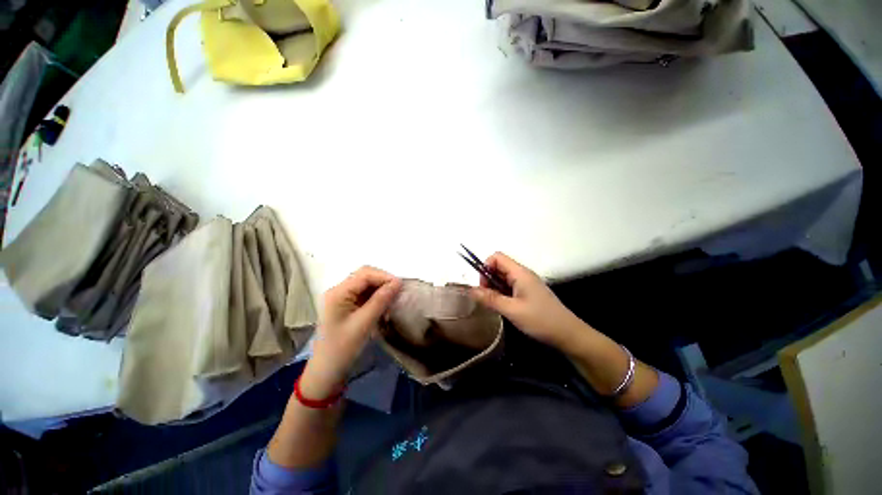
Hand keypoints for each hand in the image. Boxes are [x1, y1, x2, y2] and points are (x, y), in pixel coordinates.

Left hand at [300, 266, 401, 398]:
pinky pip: (364, 295)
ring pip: (366, 285)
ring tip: (391, 302)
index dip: (384, 277)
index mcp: (338, 293)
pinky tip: (383, 308)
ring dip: (380, 291)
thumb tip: (398, 283)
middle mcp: (338, 291)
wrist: (326, 371)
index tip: (401, 286)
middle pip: (365, 277)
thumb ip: (381, 300)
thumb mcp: (364, 323)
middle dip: (383, 282)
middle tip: (397, 293)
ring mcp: (341, 298)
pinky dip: (375, 298)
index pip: (365, 274)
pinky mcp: (345, 306)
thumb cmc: (343, 348)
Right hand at [470, 252, 586, 348]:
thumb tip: (470, 290)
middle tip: (487, 298)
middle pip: (499, 267)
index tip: (483, 286)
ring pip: (503, 278)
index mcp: (520, 273)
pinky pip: (510, 287)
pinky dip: (502, 293)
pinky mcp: (528, 292)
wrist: (568, 334)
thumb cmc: (540, 320)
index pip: (497, 257)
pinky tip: (504, 307)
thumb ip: (490, 298)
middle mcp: (523, 274)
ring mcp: (526, 283)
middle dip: (488, 279)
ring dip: (495, 288)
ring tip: (495, 304)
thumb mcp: (512, 310)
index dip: (485, 267)